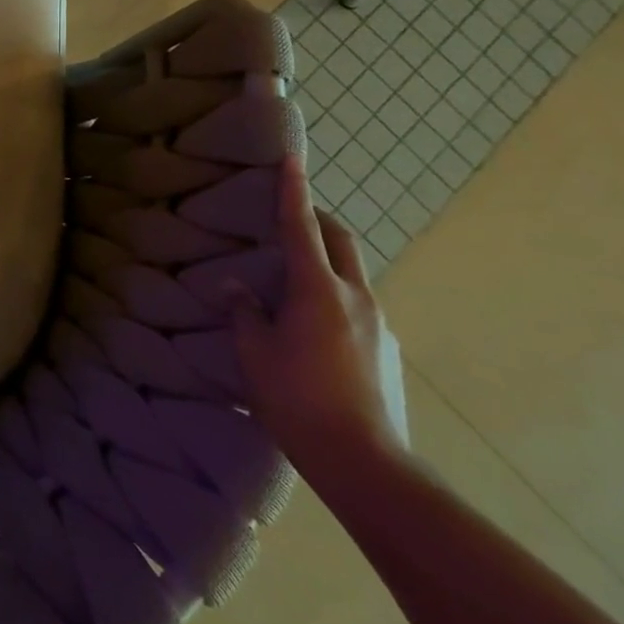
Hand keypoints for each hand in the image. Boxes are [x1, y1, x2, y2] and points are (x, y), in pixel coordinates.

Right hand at [225, 157, 408, 487]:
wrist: (367, 466)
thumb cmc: (298, 401)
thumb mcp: (254, 354)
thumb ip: (244, 312)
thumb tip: (235, 286)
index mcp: (319, 290)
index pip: (302, 227)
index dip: (293, 190)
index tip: (292, 157)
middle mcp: (357, 297)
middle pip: (341, 240)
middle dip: (318, 219)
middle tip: (290, 216)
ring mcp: (380, 325)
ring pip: (352, 274)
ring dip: (326, 261)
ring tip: (293, 282)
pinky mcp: (388, 351)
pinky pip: (358, 306)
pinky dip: (335, 296)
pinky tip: (313, 329)